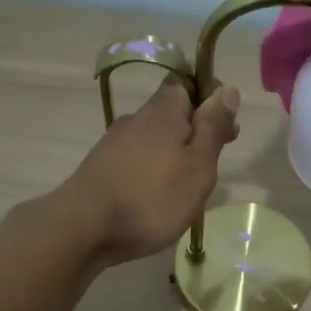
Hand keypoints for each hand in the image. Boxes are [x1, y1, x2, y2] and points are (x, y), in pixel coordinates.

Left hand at [56, 76, 240, 265]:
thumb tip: (227, 90)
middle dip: (195, 131)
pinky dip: (153, 171)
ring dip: (174, 154)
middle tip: (212, 164)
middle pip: (171, 113)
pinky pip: (137, 160)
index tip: (226, 129)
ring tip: (187, 187)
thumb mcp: (198, 165)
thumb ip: (213, 128)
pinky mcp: (102, 168)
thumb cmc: (153, 197)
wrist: (84, 228)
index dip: (210, 99)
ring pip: (154, 139)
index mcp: (162, 111)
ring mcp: (114, 144)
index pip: (187, 83)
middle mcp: (136, 119)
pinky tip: (157, 197)